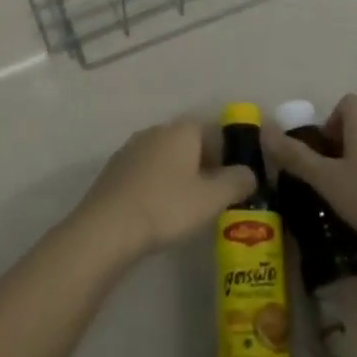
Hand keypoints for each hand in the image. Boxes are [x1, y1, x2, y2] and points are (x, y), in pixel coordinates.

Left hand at [73, 118, 256, 261]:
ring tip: (190, 207)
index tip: (236, 180)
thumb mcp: (212, 198)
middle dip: (205, 165)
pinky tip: (160, 210)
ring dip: (181, 175)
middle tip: (217, 197)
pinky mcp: (115, 168)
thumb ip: (237, 182)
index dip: (229, 154)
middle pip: (190, 143)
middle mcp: (156, 130)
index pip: (214, 131)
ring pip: (167, 157)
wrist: (107, 226)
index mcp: (182, 130)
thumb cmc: (166, 206)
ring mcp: (132, 147)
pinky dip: (159, 184)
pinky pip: (147, 171)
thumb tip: (249, 172)